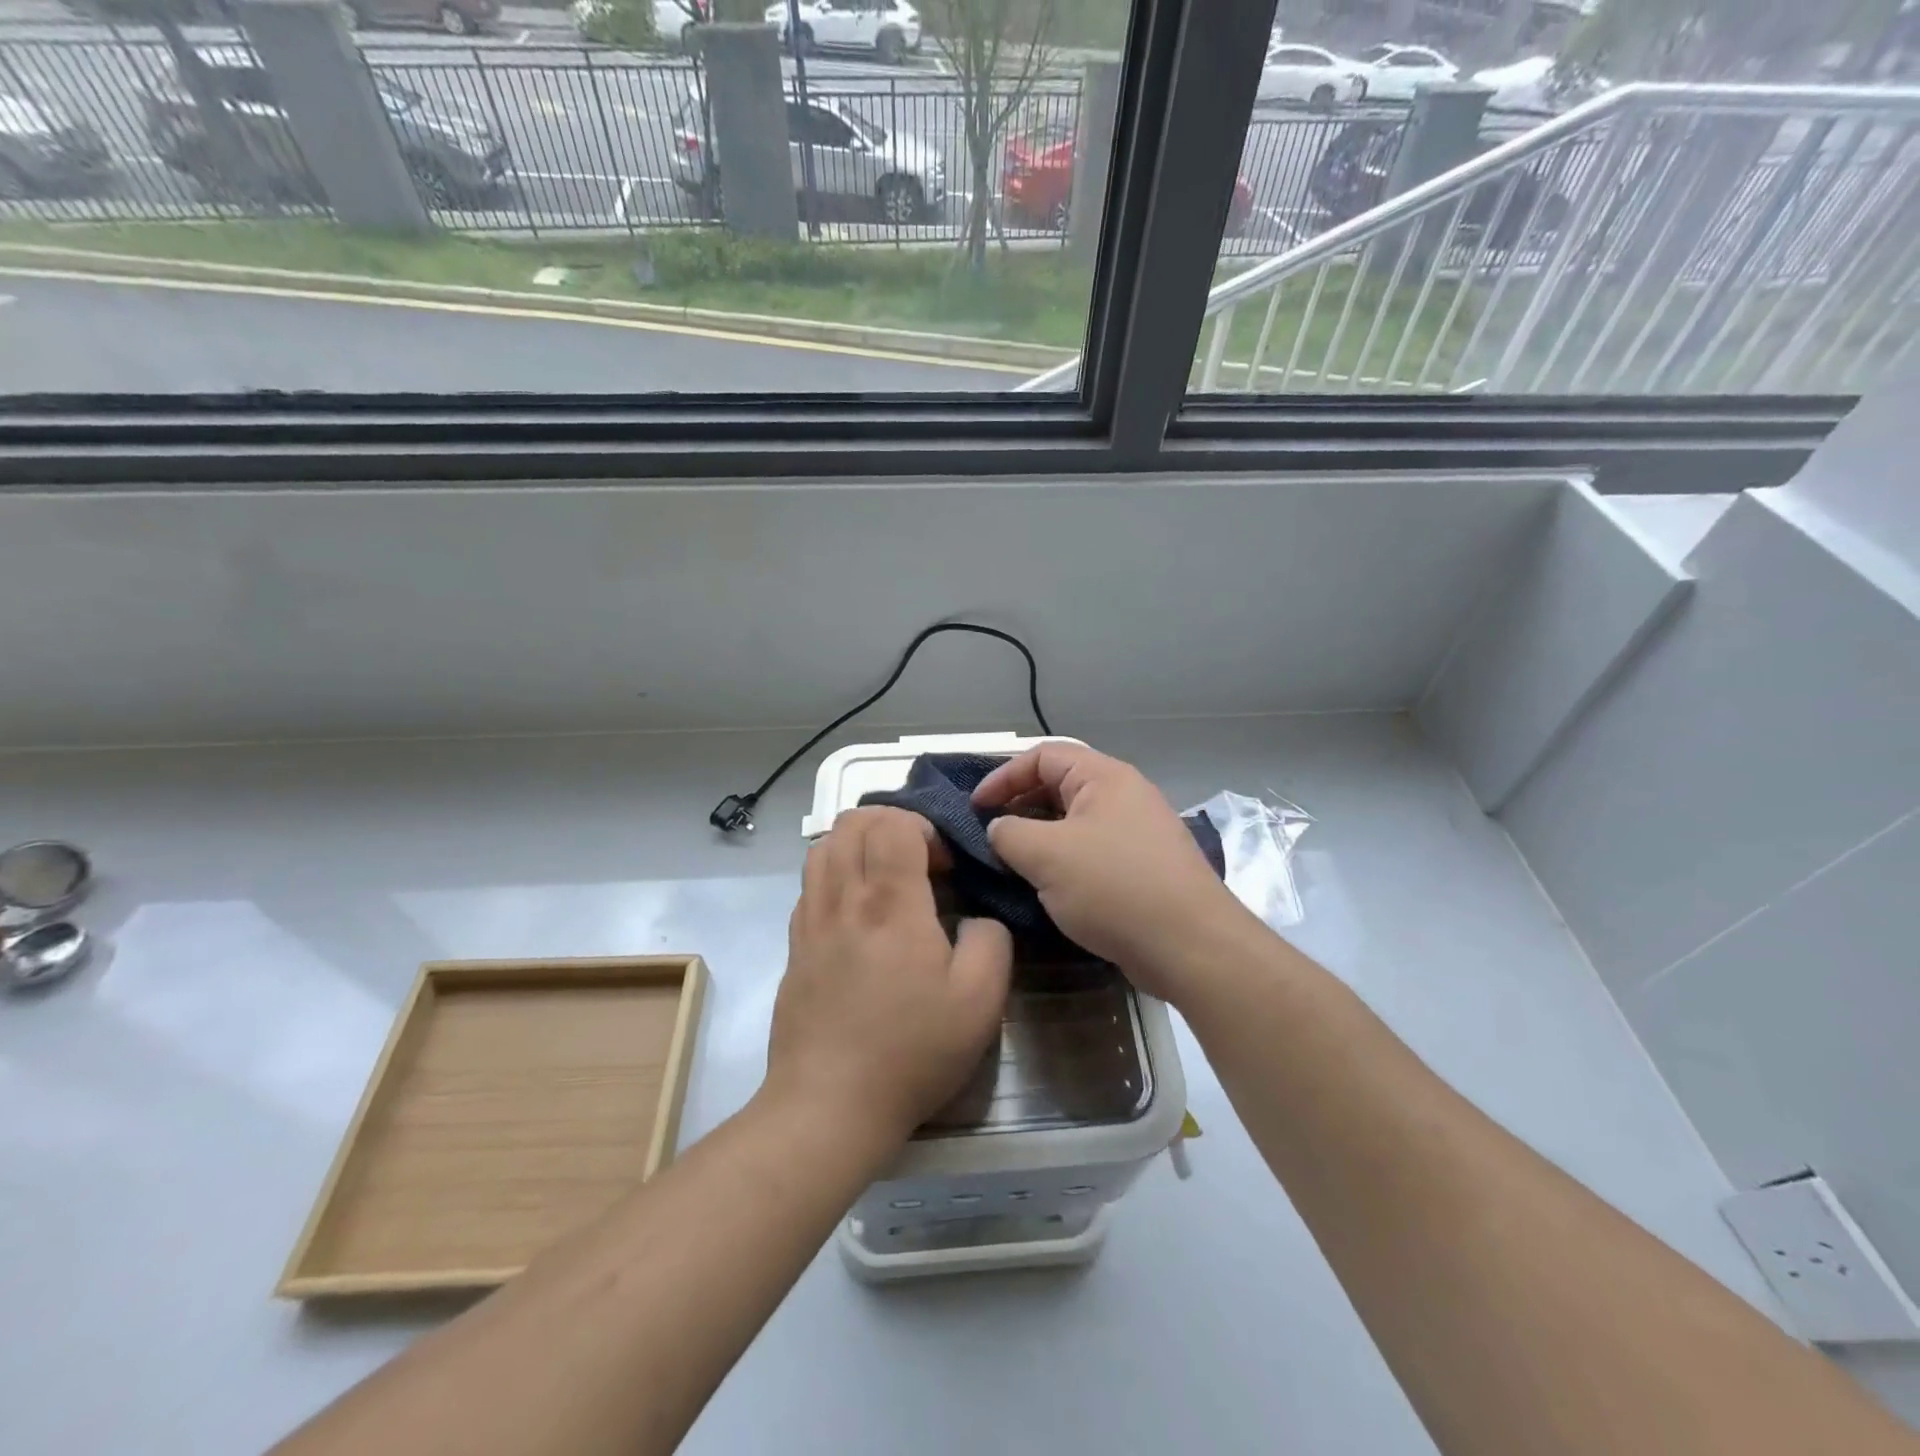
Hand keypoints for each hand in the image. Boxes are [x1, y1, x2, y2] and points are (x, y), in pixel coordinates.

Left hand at [767, 807, 1011, 1145]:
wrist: (829, 1105)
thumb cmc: (911, 1050)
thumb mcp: (981, 1001)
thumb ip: (991, 940)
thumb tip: (976, 918)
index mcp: (890, 903)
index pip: (892, 823)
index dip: (924, 828)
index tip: (944, 866)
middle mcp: (844, 898)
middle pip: (853, 822)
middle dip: (890, 824)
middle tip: (918, 863)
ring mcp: (811, 920)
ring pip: (823, 847)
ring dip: (858, 844)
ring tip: (886, 878)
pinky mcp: (794, 945)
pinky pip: (810, 883)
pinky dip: (835, 874)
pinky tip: (858, 913)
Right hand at [972, 743, 1244, 1001]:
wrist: (1190, 946)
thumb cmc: (1114, 887)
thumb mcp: (1046, 855)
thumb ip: (1008, 833)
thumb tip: (998, 829)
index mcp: (1105, 777)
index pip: (1043, 756)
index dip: (1003, 776)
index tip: (975, 808)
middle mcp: (1125, 795)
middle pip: (1059, 786)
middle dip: (1020, 806)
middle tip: (990, 834)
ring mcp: (1138, 832)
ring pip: (1075, 822)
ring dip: (1040, 837)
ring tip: (1011, 862)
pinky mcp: (1143, 868)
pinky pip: (1092, 851)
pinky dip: (1063, 861)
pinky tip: (1046, 887)